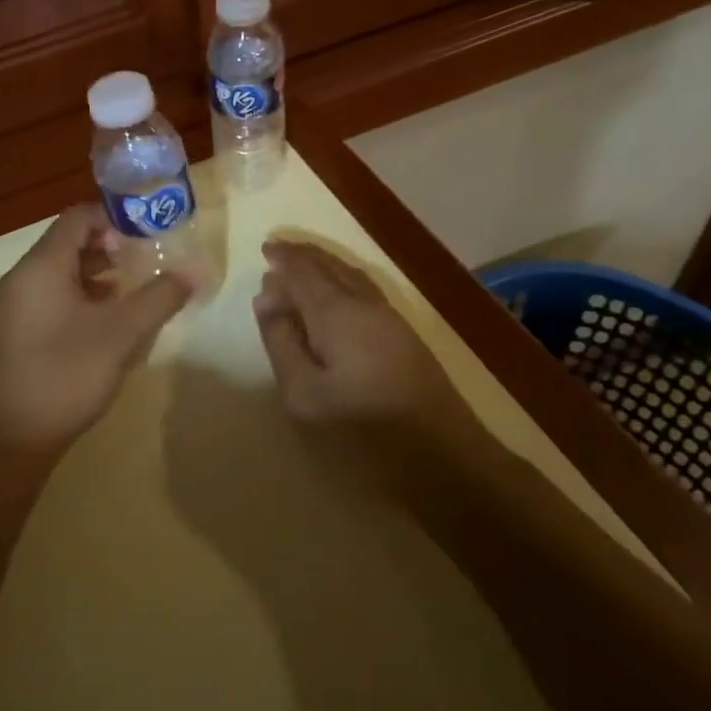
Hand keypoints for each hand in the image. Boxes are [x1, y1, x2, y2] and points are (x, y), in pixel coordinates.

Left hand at [0, 204, 193, 450]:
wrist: (10, 440)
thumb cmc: (65, 375)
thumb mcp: (120, 334)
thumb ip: (159, 297)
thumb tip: (195, 270)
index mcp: (40, 266)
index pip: (77, 217)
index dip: (115, 216)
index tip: (152, 229)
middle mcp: (22, 278)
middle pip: (69, 242)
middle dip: (112, 245)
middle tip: (151, 257)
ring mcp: (16, 306)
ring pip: (62, 272)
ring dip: (99, 272)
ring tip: (138, 286)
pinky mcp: (18, 331)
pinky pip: (54, 296)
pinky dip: (84, 296)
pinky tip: (112, 318)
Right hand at [252, 240, 479, 478]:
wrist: (446, 459)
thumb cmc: (363, 430)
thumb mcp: (304, 394)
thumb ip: (281, 343)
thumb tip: (266, 300)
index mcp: (335, 312)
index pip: (303, 271)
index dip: (283, 259)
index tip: (264, 250)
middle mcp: (364, 304)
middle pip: (329, 267)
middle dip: (303, 257)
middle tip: (278, 252)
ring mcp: (390, 319)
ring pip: (351, 276)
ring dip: (324, 267)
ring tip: (302, 267)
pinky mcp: (405, 337)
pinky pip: (365, 290)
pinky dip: (342, 281)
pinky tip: (338, 294)